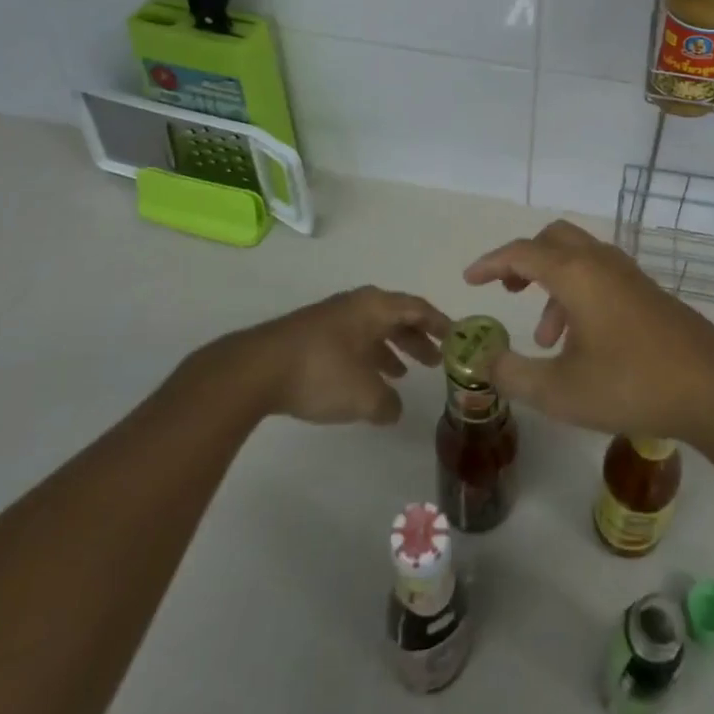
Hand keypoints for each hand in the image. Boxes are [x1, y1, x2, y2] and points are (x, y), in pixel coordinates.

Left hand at [215, 287, 450, 425]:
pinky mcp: (310, 336)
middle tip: (434, 360)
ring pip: (371, 330)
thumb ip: (388, 403)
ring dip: (390, 349)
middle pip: (395, 316)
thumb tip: (393, 408)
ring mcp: (330, 318)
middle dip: (416, 338)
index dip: (439, 323)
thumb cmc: (322, 372)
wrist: (256, 370)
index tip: (456, 337)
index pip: (417, 308)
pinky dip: (366, 357)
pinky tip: (363, 381)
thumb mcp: (364, 395)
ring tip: (402, 373)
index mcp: (375, 307)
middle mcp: (356, 305)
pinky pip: (351, 341)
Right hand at [462, 221, 713, 446]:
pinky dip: (579, 294)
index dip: (491, 263)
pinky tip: (582, 343)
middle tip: (509, 291)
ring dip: (552, 285)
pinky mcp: (649, 292)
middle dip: (524, 260)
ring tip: (545, 339)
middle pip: (553, 238)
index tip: (469, 280)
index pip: (522, 252)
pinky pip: (601, 275)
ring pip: (579, 259)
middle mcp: (601, 262)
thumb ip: (512, 374)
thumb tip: (484, 360)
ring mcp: (629, 275)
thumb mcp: (559, 391)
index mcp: (576, 273)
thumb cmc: (631, 384)